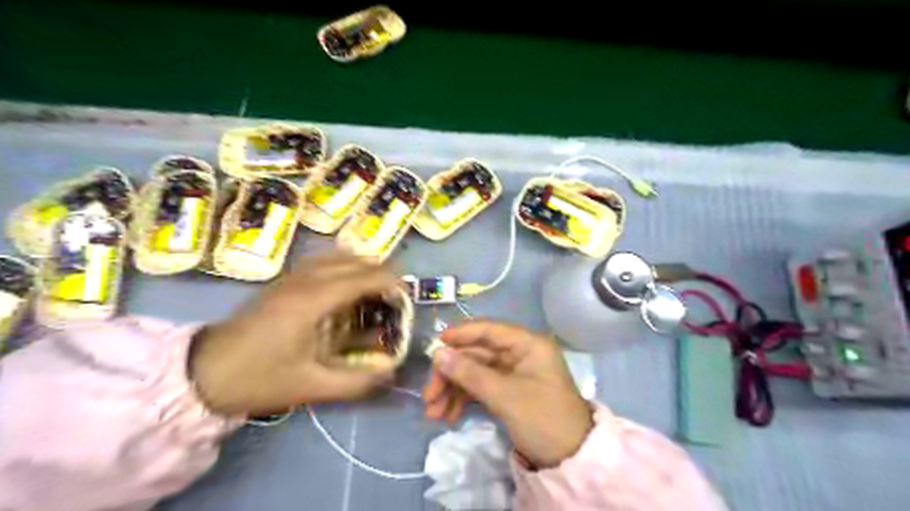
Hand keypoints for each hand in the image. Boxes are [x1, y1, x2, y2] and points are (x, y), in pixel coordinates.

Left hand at [187, 254, 399, 416]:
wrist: (202, 373)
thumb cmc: (259, 378)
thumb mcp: (311, 386)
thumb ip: (356, 381)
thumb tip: (392, 372)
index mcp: (313, 300)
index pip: (363, 277)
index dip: (391, 281)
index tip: (408, 296)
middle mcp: (305, 279)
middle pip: (354, 261)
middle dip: (381, 272)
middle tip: (396, 295)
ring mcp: (292, 277)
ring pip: (337, 257)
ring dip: (362, 267)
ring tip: (377, 288)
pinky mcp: (284, 282)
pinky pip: (322, 262)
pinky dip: (343, 267)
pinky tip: (347, 286)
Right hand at [422, 322, 593, 469]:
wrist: (571, 459)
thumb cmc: (543, 419)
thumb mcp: (505, 396)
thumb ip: (470, 373)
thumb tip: (437, 353)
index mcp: (527, 344)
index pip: (488, 330)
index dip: (460, 335)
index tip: (434, 346)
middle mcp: (519, 353)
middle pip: (476, 354)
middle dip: (451, 374)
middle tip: (429, 395)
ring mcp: (513, 373)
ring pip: (475, 372)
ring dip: (452, 389)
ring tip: (433, 412)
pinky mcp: (508, 391)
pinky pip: (480, 387)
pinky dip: (463, 399)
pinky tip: (448, 416)